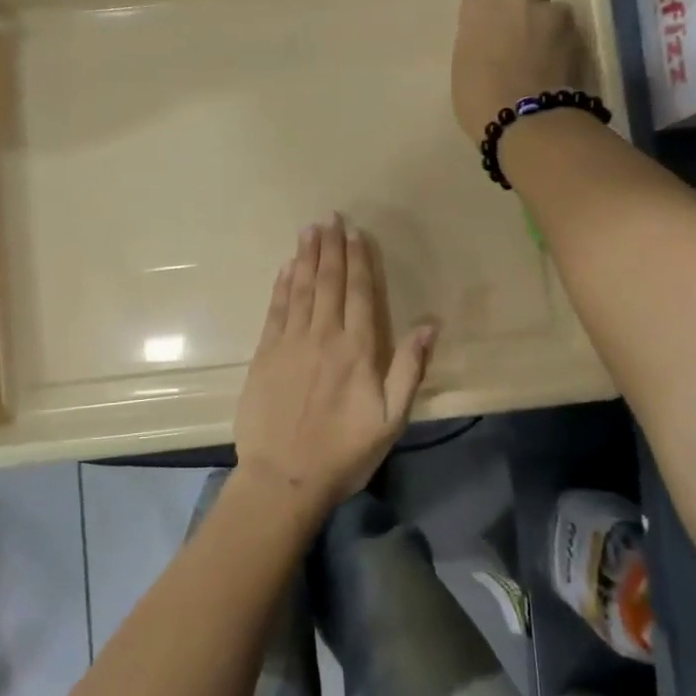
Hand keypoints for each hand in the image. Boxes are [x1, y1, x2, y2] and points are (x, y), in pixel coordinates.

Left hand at [234, 216, 436, 511]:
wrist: (283, 477)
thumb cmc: (344, 453)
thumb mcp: (391, 420)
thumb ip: (409, 369)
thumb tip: (430, 324)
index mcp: (358, 350)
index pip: (359, 293)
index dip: (358, 260)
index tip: (355, 233)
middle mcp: (323, 337)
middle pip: (329, 283)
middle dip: (331, 248)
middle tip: (329, 217)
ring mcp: (290, 343)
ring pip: (300, 289)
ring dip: (306, 257)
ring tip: (309, 230)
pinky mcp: (265, 355)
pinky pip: (275, 310)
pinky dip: (282, 285)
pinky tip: (286, 268)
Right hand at [452, 0, 587, 139]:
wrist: (527, 122)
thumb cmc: (480, 102)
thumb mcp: (465, 69)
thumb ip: (479, 44)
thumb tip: (491, 44)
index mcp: (482, 10)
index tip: (486, 8)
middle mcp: (520, 1)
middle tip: (528, 12)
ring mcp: (555, 17)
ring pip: (558, 7)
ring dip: (553, 23)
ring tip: (548, 53)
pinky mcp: (580, 38)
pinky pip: (572, 34)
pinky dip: (567, 47)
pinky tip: (560, 69)